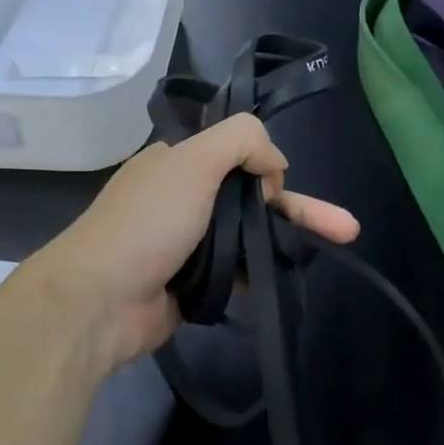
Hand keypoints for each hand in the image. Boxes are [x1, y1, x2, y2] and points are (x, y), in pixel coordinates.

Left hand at [23, 113, 359, 372]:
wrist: (97, 302)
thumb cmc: (146, 223)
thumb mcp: (192, 161)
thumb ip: (240, 141)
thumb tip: (275, 166)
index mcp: (178, 162)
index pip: (237, 154)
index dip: (267, 167)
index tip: (279, 188)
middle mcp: (183, 197)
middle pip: (252, 198)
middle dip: (300, 209)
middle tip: (346, 229)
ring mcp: (187, 243)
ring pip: (249, 236)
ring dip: (287, 243)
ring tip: (331, 253)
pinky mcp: (193, 283)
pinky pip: (238, 273)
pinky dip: (262, 276)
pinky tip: (288, 283)